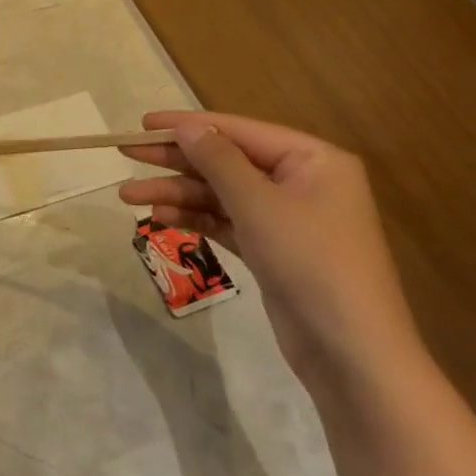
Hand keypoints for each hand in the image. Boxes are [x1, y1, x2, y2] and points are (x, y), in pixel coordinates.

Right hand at [119, 111, 426, 396]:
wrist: (350, 351)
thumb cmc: (310, 261)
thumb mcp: (258, 204)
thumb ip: (218, 160)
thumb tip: (186, 126)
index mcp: (312, 160)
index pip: (239, 131)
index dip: (188, 126)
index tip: (142, 124)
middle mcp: (300, 182)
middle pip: (226, 161)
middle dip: (175, 162)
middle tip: (126, 156)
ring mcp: (285, 218)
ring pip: (220, 194)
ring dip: (176, 194)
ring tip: (128, 198)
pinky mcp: (271, 249)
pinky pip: (225, 221)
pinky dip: (194, 218)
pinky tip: (159, 218)